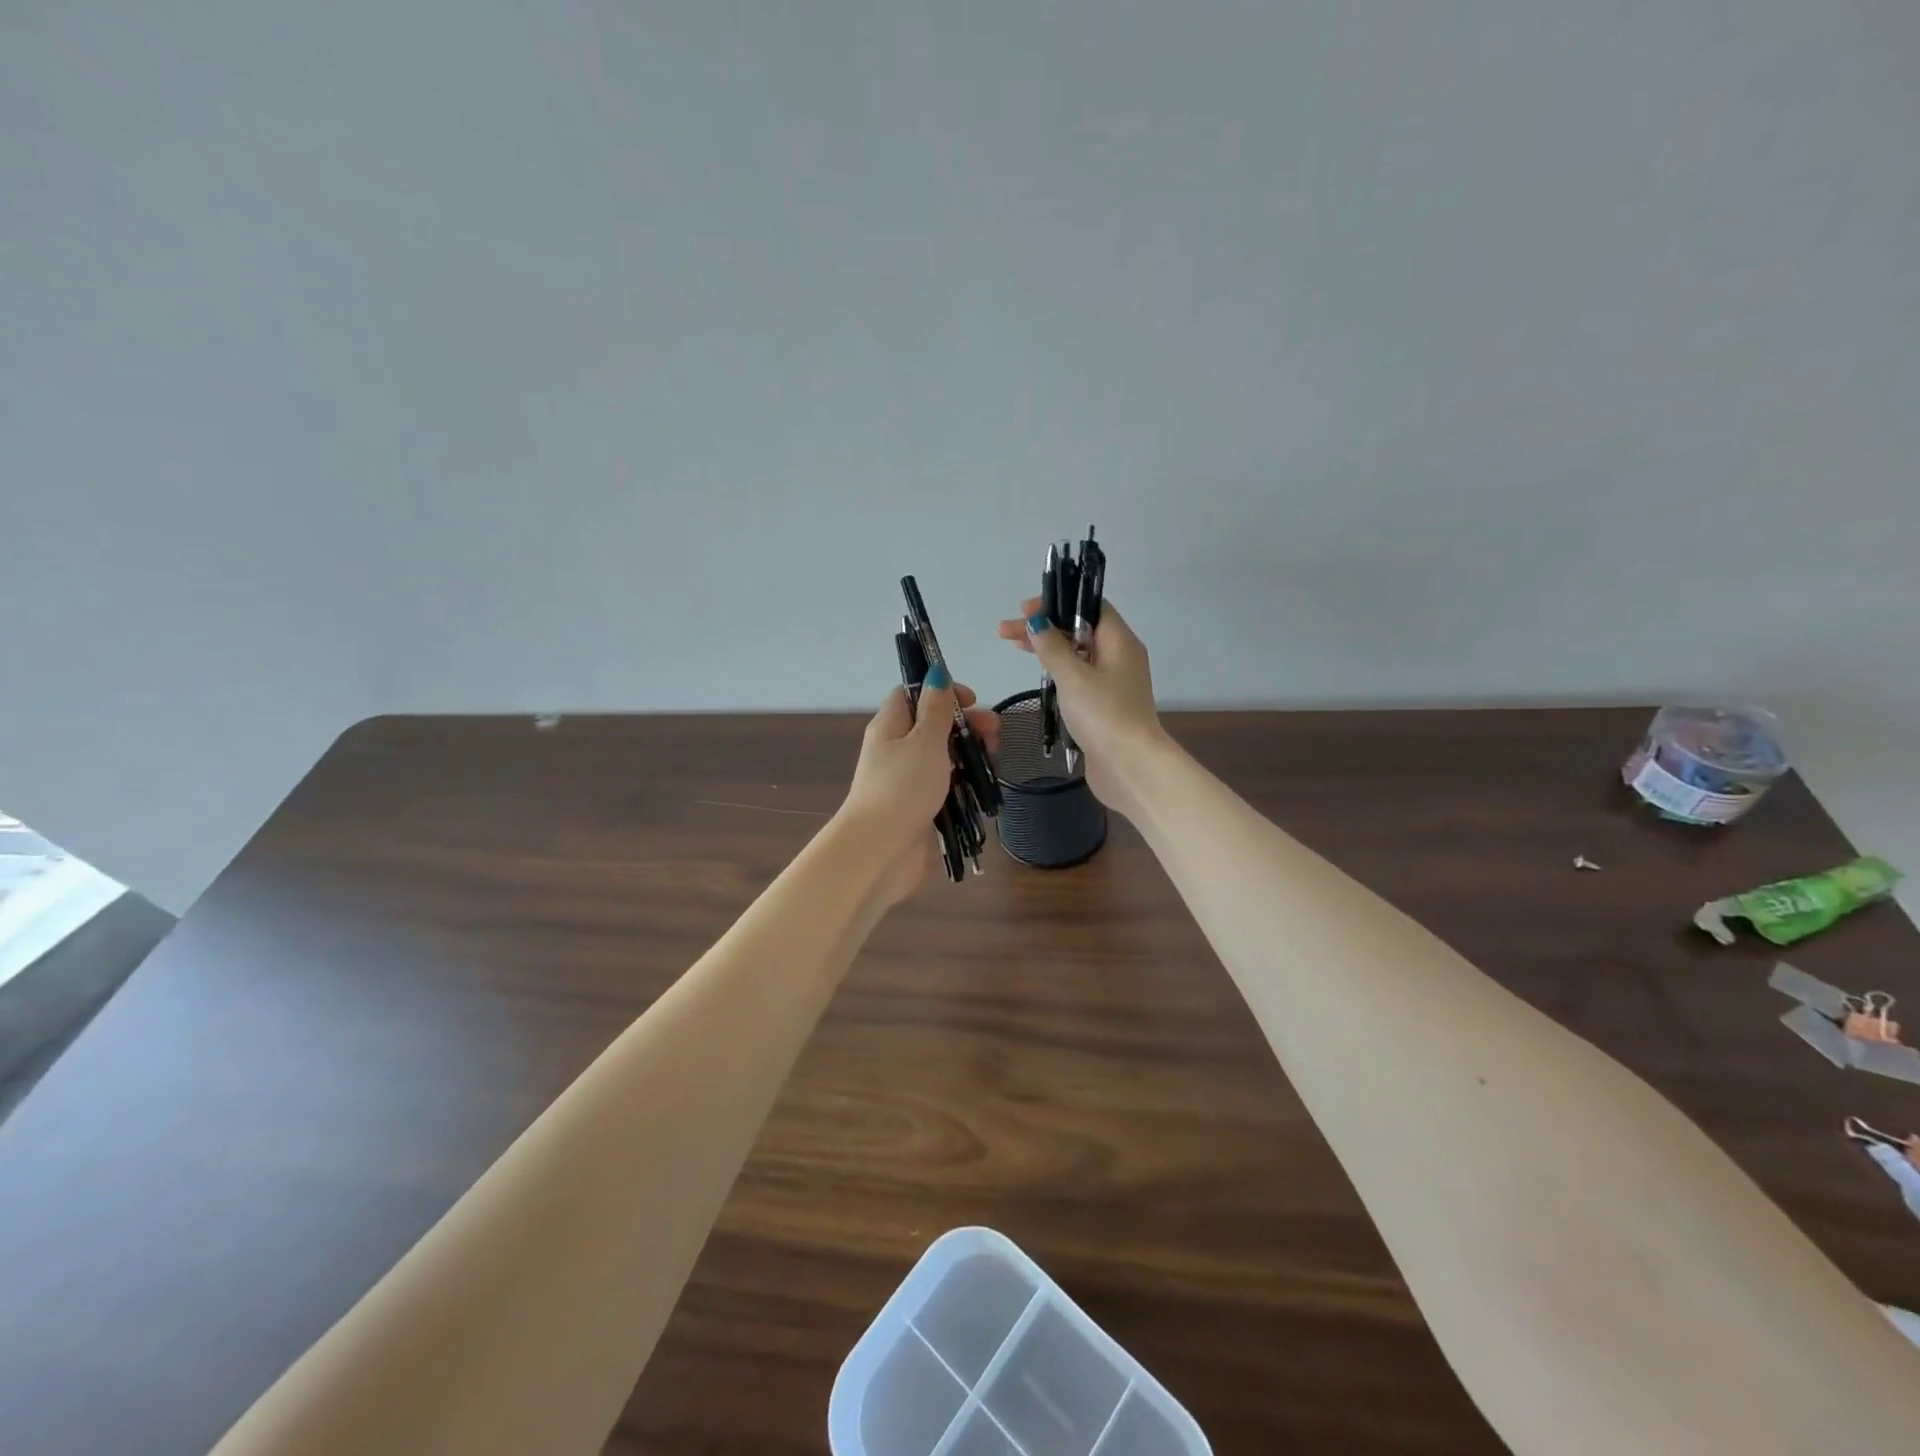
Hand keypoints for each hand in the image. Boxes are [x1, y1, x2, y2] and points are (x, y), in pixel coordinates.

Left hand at [836, 670, 999, 905]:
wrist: (880, 851)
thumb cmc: (902, 787)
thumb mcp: (924, 740)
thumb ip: (936, 709)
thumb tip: (936, 673)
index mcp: (890, 726)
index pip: (913, 694)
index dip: (942, 691)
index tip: (971, 702)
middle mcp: (895, 749)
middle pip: (933, 726)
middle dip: (966, 726)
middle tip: (995, 736)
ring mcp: (906, 780)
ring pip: (943, 757)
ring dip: (969, 755)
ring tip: (993, 763)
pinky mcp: (918, 808)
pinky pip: (944, 786)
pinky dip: (963, 783)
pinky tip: (983, 788)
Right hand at [997, 597, 1162, 814]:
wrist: (1129, 766)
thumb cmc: (1103, 714)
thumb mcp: (1073, 676)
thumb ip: (1052, 647)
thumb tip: (1037, 622)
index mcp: (1120, 642)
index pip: (1091, 607)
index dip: (1059, 602)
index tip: (1026, 609)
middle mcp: (1120, 658)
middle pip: (1080, 630)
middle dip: (1044, 627)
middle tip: (1007, 631)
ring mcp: (1113, 684)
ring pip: (1077, 655)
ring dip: (1048, 649)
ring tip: (1013, 647)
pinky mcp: (1104, 706)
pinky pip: (1079, 678)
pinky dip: (1058, 672)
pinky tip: (1038, 676)